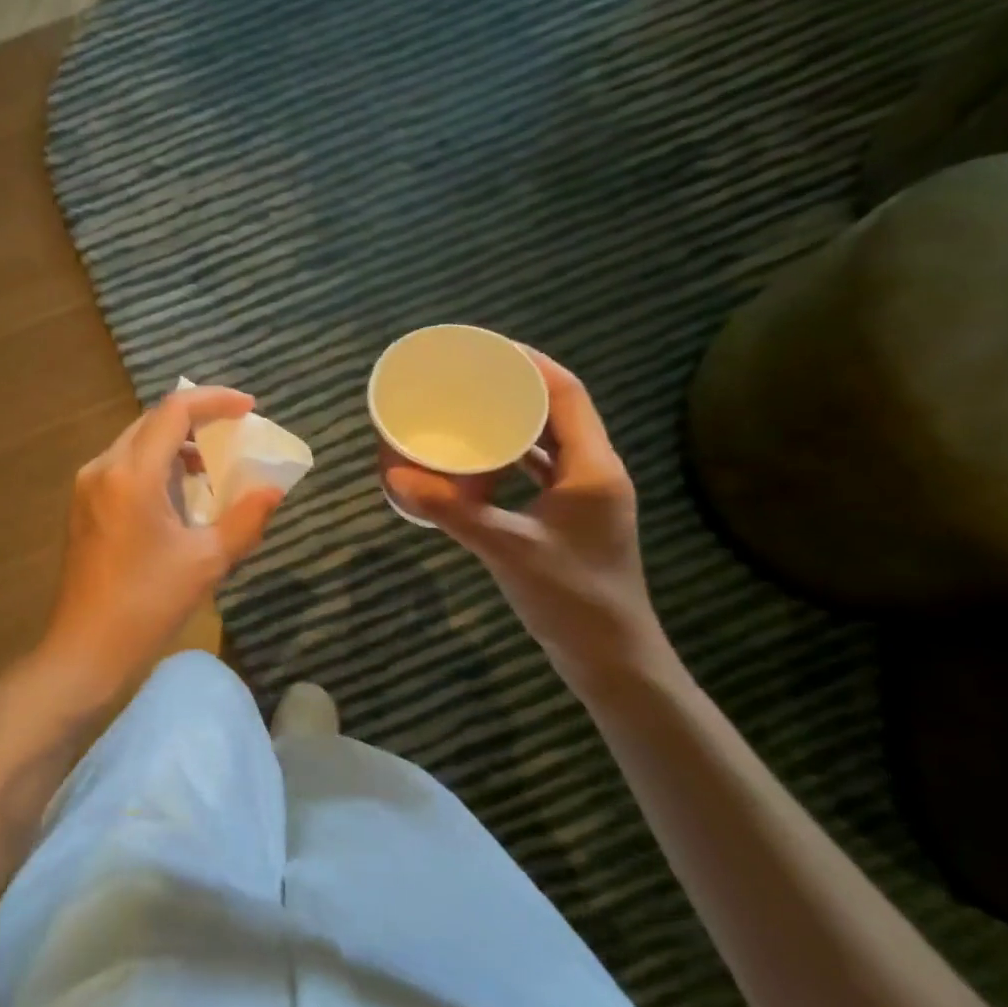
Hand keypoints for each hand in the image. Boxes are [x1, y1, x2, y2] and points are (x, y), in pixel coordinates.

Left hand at [38, 387, 284, 696]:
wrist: (85, 649)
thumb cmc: (148, 605)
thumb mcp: (207, 561)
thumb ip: (246, 518)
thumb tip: (273, 489)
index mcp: (132, 474)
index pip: (174, 411)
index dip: (215, 400)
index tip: (248, 408)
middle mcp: (103, 468)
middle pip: (153, 421)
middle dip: (197, 420)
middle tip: (235, 435)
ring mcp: (87, 486)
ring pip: (137, 443)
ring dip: (176, 445)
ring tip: (212, 469)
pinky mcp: (82, 506)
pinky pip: (124, 466)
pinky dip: (155, 466)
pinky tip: (178, 495)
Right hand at [386, 351, 668, 682]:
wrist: (612, 658)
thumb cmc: (571, 598)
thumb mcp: (506, 549)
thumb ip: (451, 511)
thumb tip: (395, 476)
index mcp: (593, 468)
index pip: (568, 395)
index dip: (533, 364)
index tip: (491, 348)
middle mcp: (595, 473)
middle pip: (560, 412)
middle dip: (519, 387)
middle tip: (472, 375)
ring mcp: (586, 497)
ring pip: (551, 442)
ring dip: (517, 421)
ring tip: (473, 406)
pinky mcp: (572, 518)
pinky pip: (542, 471)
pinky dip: (514, 457)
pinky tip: (481, 459)